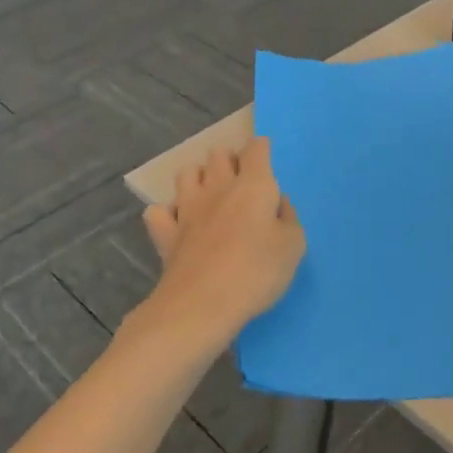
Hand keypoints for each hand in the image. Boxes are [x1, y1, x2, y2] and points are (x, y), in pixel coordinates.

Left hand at [133, 136, 304, 353]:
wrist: (203, 304)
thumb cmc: (257, 272)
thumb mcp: (294, 246)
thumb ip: (289, 219)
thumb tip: (277, 204)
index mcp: (253, 185)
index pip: (256, 149)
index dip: (261, 149)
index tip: (265, 157)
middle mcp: (218, 187)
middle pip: (218, 154)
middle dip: (229, 160)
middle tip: (241, 181)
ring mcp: (186, 208)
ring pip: (186, 173)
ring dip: (198, 177)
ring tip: (209, 194)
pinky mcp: (165, 233)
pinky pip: (158, 211)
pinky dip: (167, 212)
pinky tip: (177, 223)